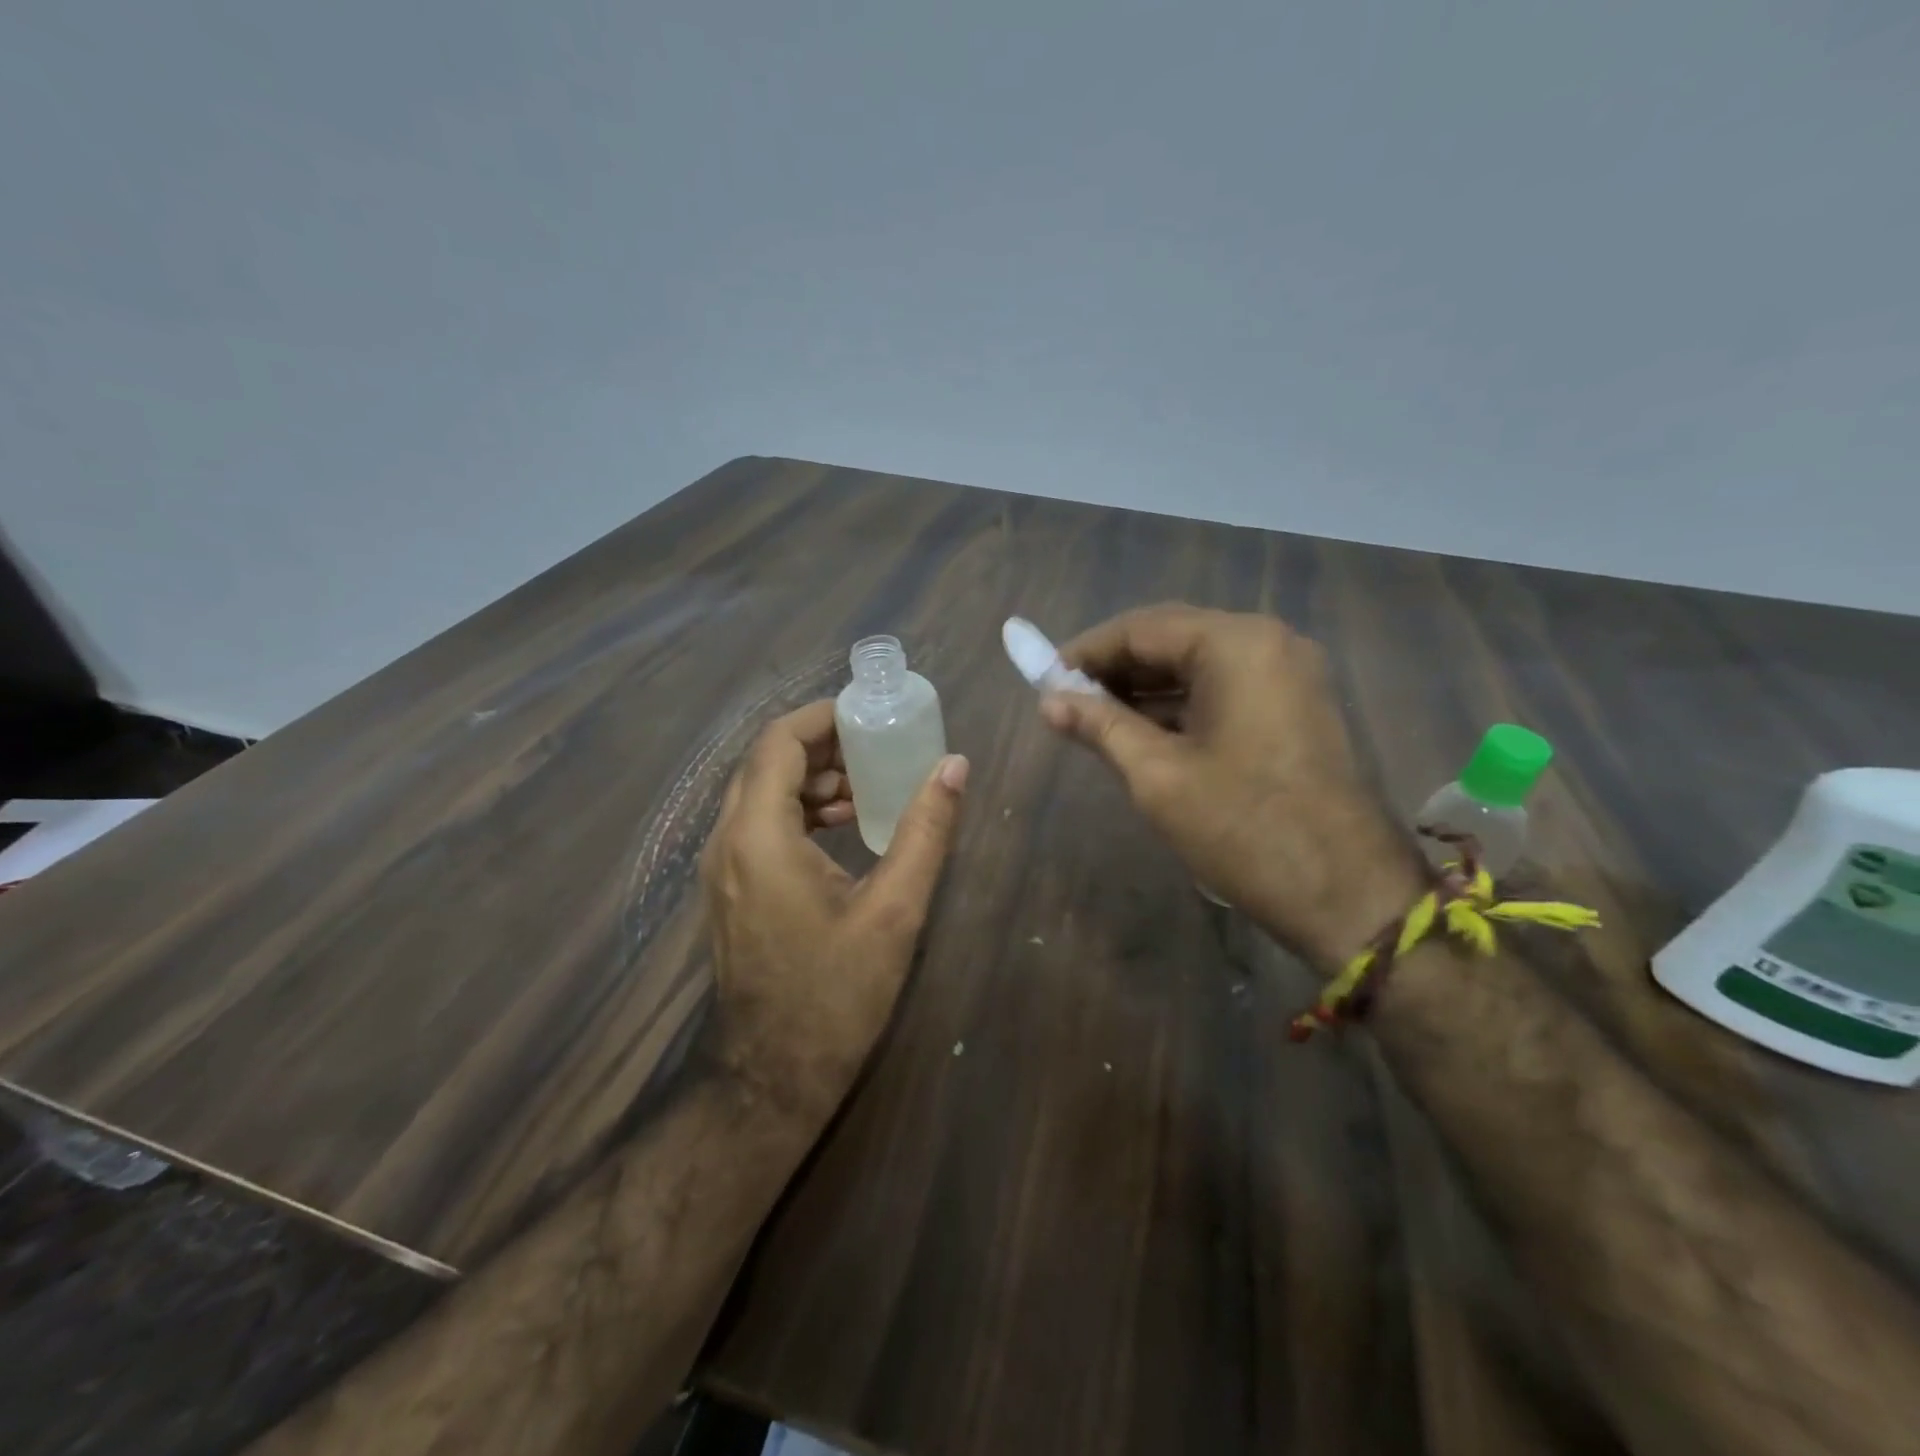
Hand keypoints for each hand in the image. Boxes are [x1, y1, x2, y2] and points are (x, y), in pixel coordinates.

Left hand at [701, 700, 968, 1123]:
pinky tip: (840, 828)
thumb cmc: (834, 995)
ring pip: (760, 794)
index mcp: (759, 836)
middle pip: (766, 763)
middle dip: (822, 745)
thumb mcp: (893, 912)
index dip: (822, 716)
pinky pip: (758, 825)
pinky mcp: (728, 890)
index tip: (869, 714)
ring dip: (810, 778)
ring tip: (866, 787)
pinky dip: (797, 811)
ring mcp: (721, 868)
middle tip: (877, 747)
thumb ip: (925, 832)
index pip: (778, 742)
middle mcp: (727, 841)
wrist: (770, 1079)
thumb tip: (954, 766)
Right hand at [1043, 604, 1423, 970]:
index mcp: (1237, 644)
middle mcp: (1269, 642)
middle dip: (1115, 668)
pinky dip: (1180, 705)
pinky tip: (1143, 731)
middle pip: (1173, 639)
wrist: (1348, 895)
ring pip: (1198, 665)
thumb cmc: (1244, 828)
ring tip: (1094, 719)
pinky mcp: (1297, 707)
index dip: (1086, 651)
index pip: (1142, 627)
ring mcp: (1290, 675)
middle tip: (1064, 701)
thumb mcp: (1158, 776)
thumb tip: (1048, 700)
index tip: (1043, 679)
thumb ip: (1100, 726)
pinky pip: (1225, 689)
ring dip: (1145, 688)